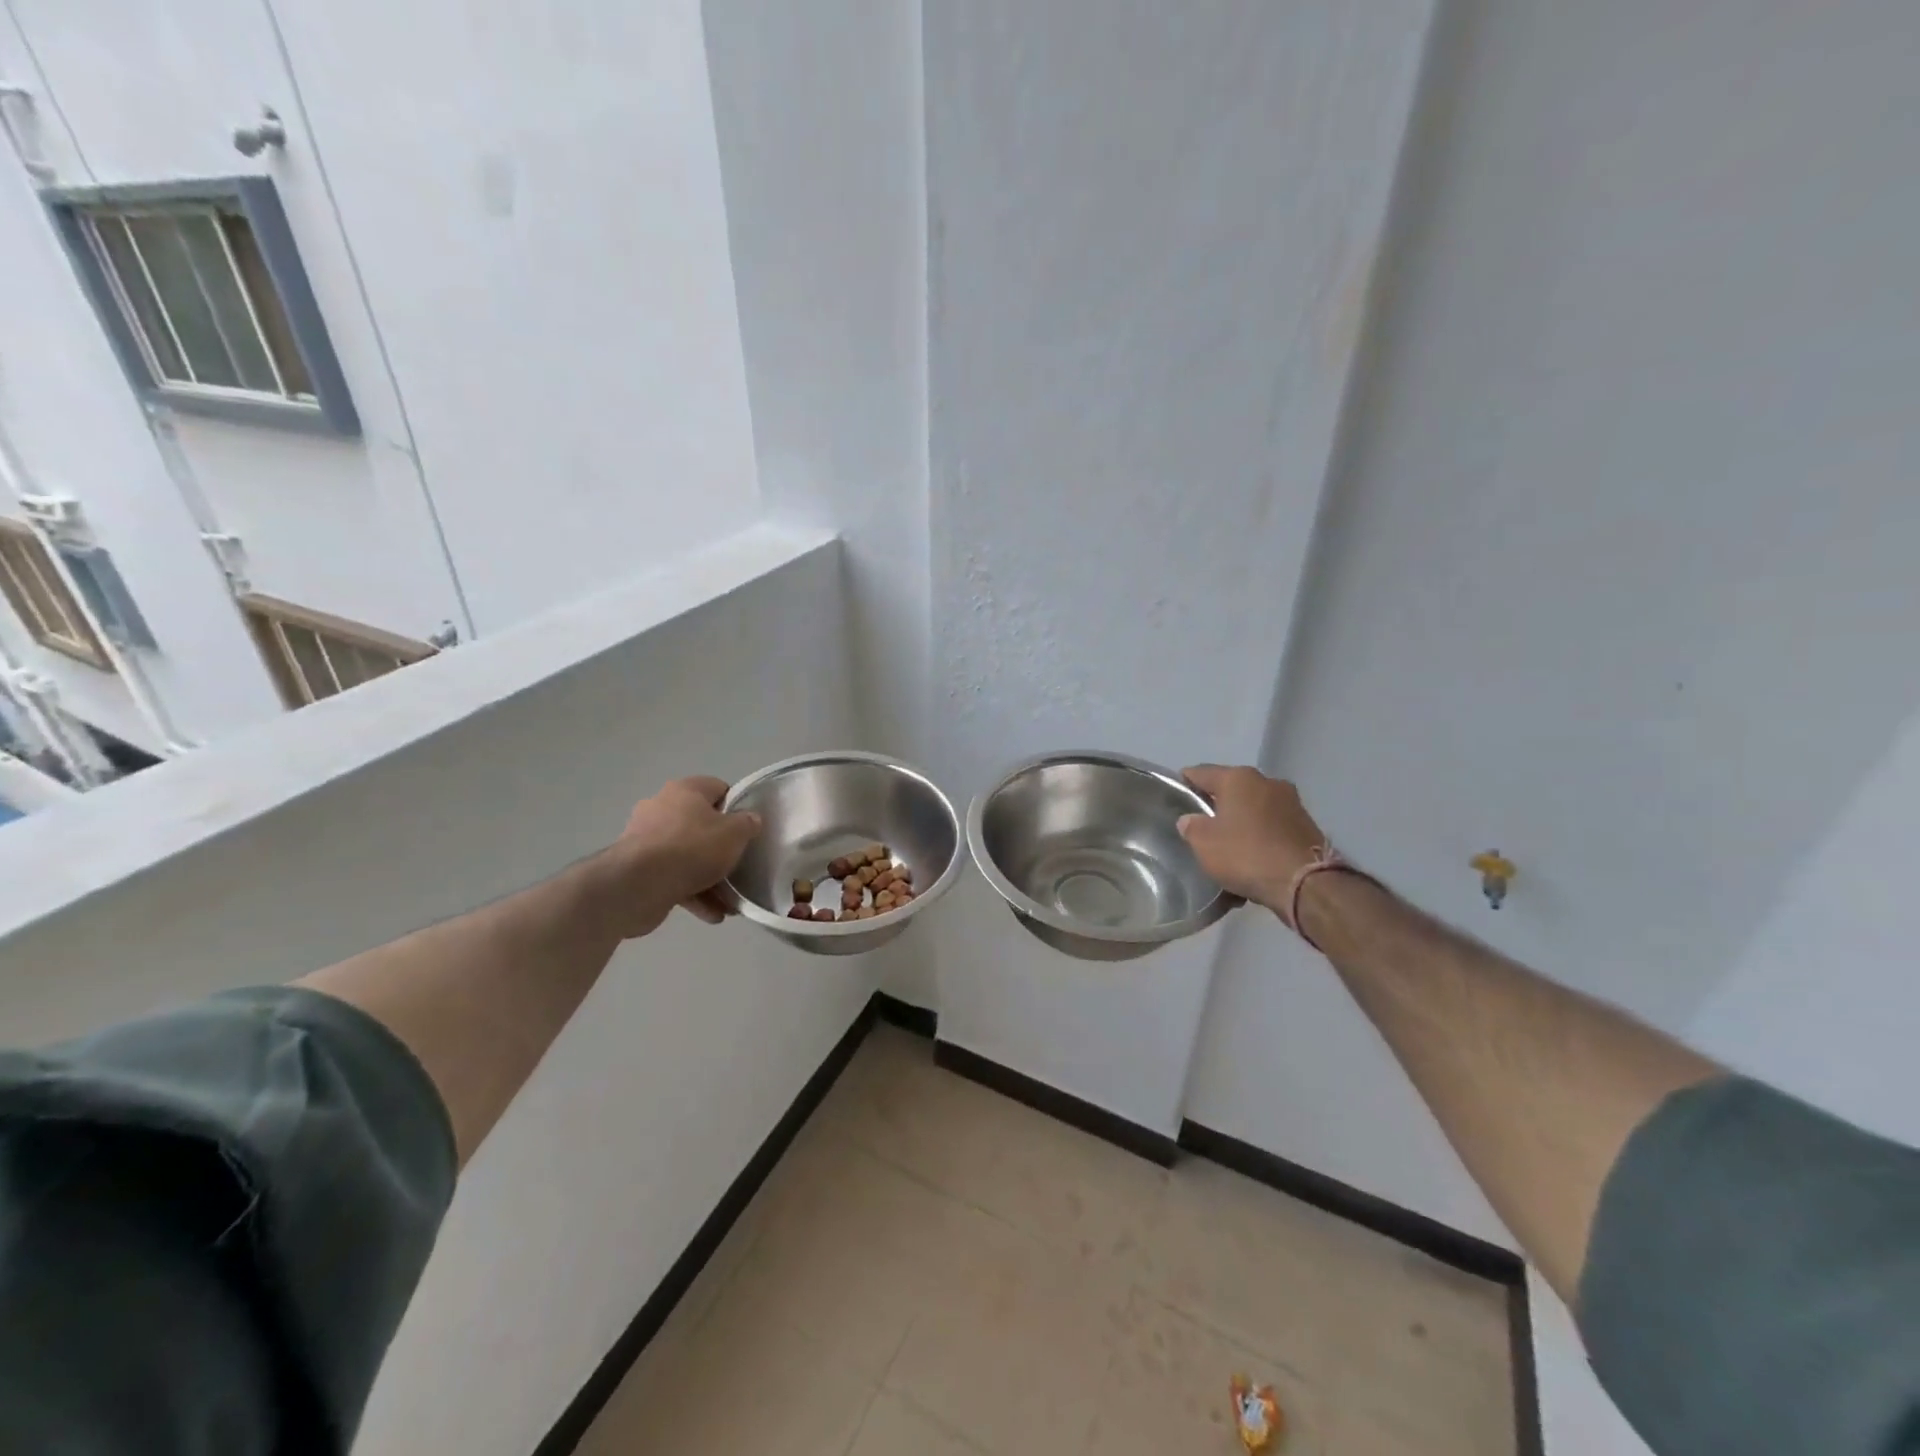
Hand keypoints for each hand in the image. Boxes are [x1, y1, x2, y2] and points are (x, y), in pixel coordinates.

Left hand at [608, 776, 762, 936]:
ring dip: (709, 878)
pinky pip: (673, 878)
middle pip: (701, 825)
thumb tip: (750, 820)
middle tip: (739, 865)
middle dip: (721, 849)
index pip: (718, 789)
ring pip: (687, 856)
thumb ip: (747, 824)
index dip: (736, 807)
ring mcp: (646, 840)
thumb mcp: (735, 833)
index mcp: (684, 791)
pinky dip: (693, 894)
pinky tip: (712, 914)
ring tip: (729, 901)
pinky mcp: (638, 870)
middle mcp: (662, 809)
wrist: (638, 885)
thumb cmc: (691, 848)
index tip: (748, 828)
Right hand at [1177, 765, 1328, 912]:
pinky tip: (1252, 863)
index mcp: (1238, 778)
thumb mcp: (1204, 843)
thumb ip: (1191, 826)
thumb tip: (1191, 819)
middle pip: (1231, 791)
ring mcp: (1291, 803)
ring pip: (1253, 811)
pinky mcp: (1307, 826)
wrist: (1306, 884)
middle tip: (1202, 830)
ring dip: (1241, 826)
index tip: (1175, 800)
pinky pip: (1272, 829)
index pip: (1200, 772)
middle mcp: (1267, 782)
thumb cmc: (1247, 854)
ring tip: (1229, 851)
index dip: (1184, 785)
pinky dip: (1260, 840)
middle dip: (1216, 808)